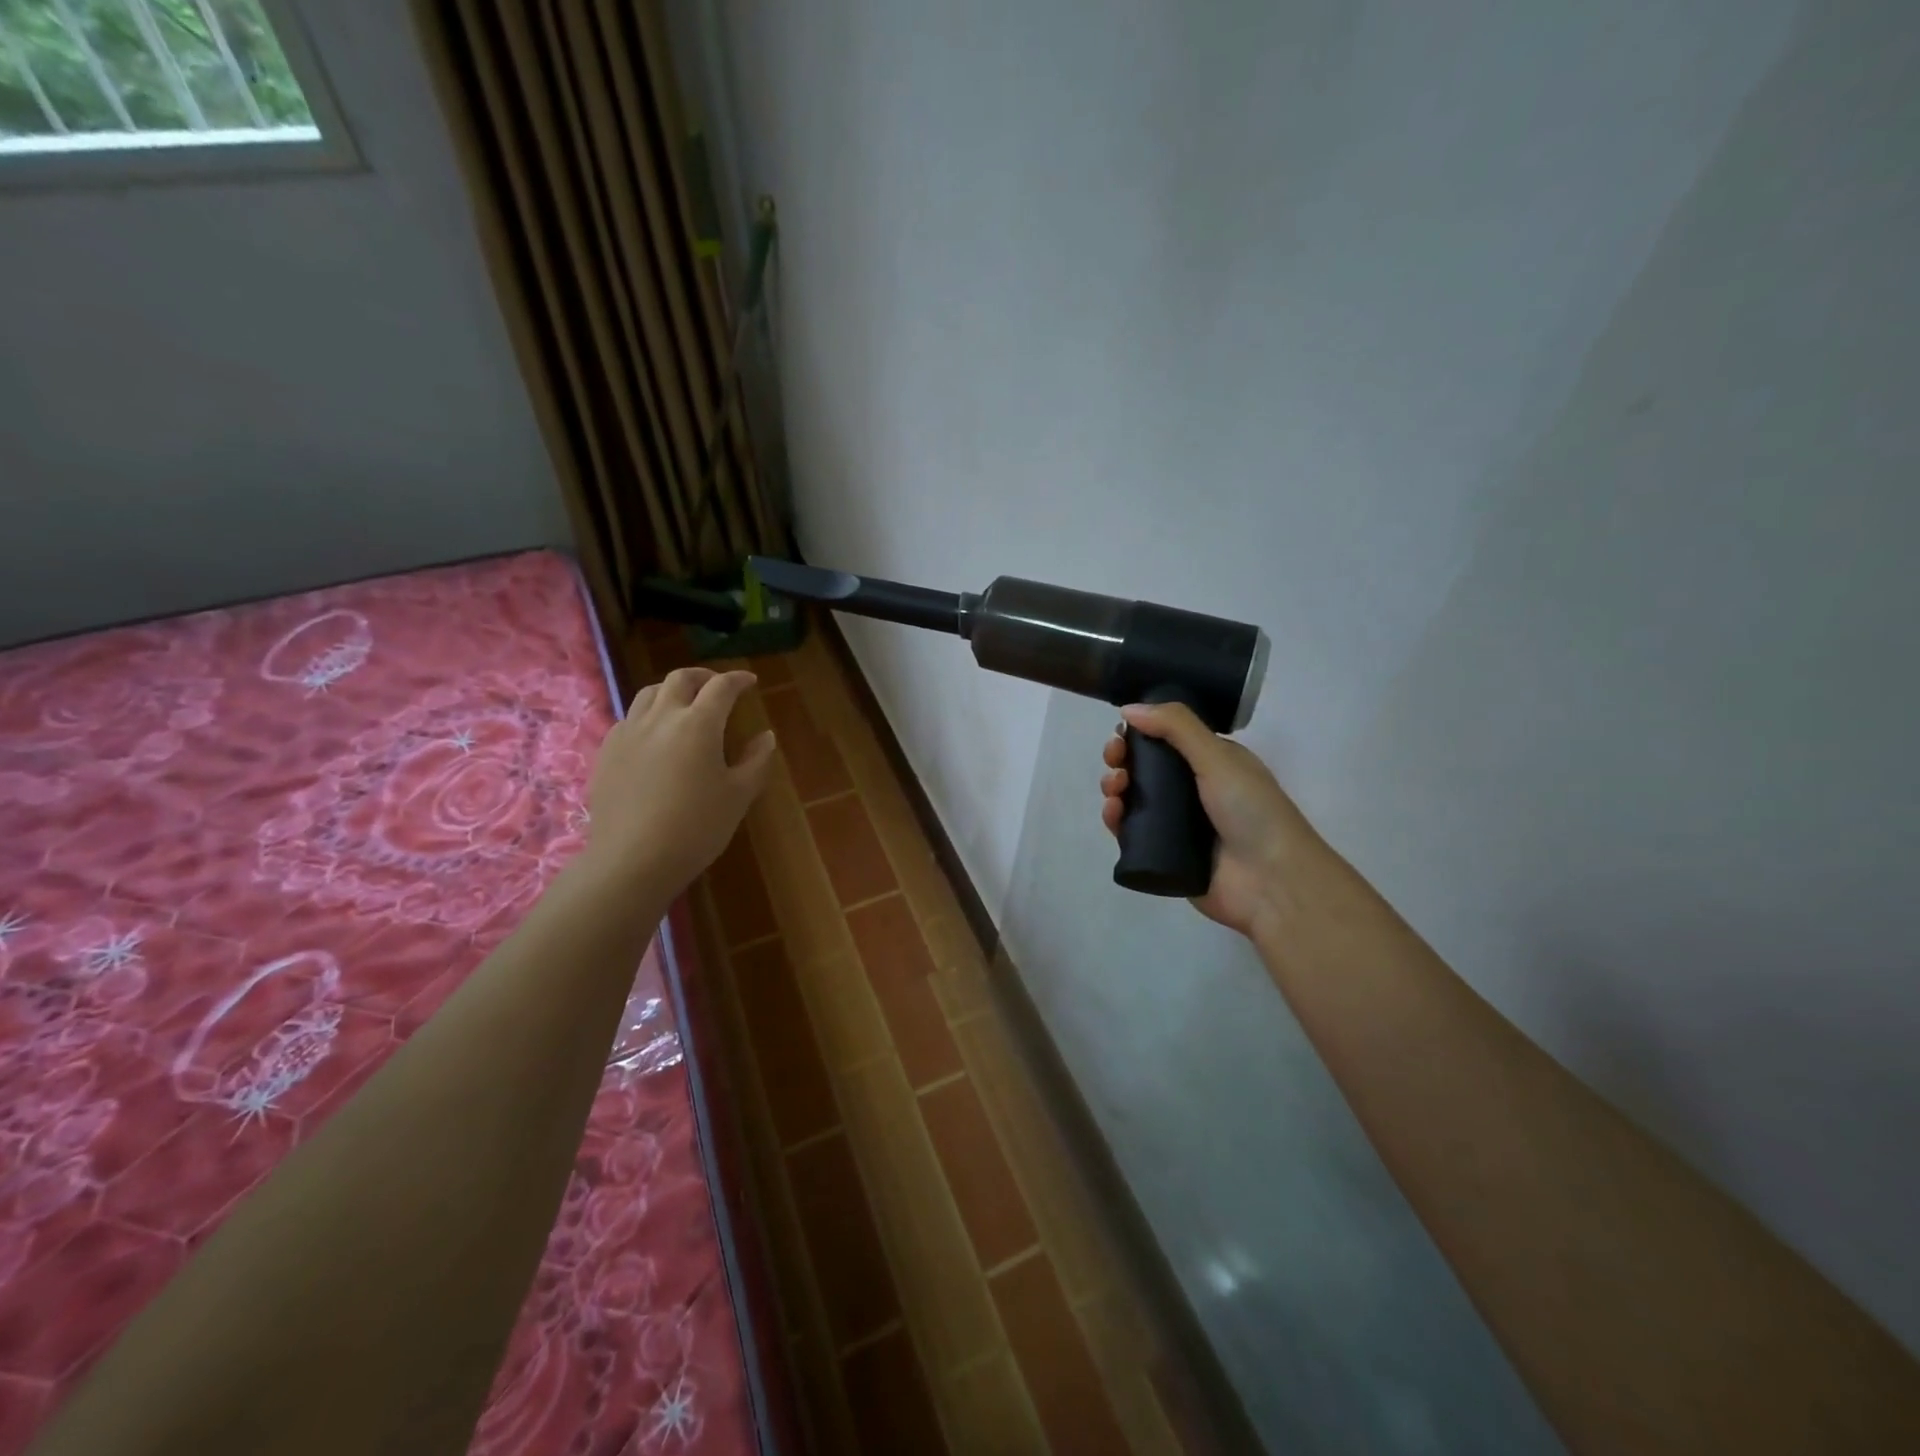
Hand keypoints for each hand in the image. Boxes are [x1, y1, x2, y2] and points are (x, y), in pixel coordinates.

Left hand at [585, 667, 776, 892]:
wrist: (632, 860)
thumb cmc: (696, 828)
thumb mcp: (738, 795)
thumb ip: (756, 760)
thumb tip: (765, 736)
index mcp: (698, 724)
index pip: (721, 687)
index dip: (738, 680)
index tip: (750, 682)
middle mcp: (661, 717)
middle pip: (680, 679)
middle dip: (703, 676)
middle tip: (718, 686)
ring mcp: (628, 732)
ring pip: (649, 693)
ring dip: (672, 690)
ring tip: (684, 704)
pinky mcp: (606, 752)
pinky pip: (629, 719)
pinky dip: (648, 714)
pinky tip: (654, 735)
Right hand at [1100, 702, 1320, 937]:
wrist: (1270, 882)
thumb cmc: (1251, 811)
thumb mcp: (1217, 756)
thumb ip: (1176, 726)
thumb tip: (1129, 708)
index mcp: (1212, 764)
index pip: (1166, 740)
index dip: (1140, 734)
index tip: (1121, 732)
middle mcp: (1194, 791)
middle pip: (1145, 769)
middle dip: (1122, 760)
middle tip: (1114, 761)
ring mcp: (1178, 825)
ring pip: (1134, 800)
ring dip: (1116, 787)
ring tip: (1115, 789)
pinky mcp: (1164, 854)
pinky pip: (1131, 833)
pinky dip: (1116, 821)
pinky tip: (1112, 814)